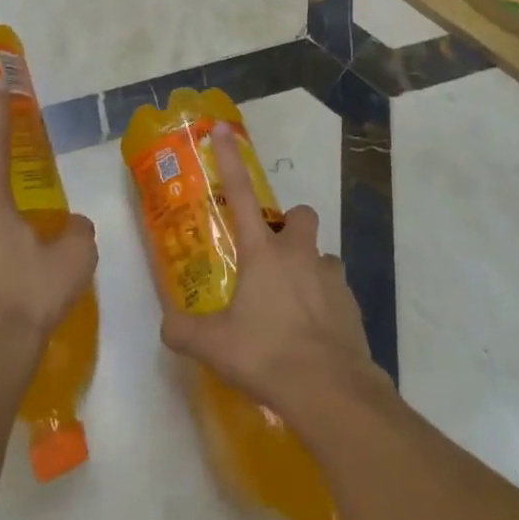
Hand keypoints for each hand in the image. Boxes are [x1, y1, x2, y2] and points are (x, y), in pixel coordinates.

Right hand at [159, 123, 386, 419]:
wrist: (330, 390)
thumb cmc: (267, 356)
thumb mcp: (213, 347)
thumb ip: (183, 331)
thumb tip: (166, 325)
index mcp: (263, 254)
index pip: (241, 195)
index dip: (229, 160)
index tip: (223, 129)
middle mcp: (299, 254)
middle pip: (300, 216)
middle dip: (288, 226)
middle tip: (272, 256)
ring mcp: (331, 276)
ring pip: (321, 255)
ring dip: (308, 269)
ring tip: (292, 305)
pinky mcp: (352, 304)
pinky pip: (336, 290)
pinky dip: (324, 302)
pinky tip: (312, 335)